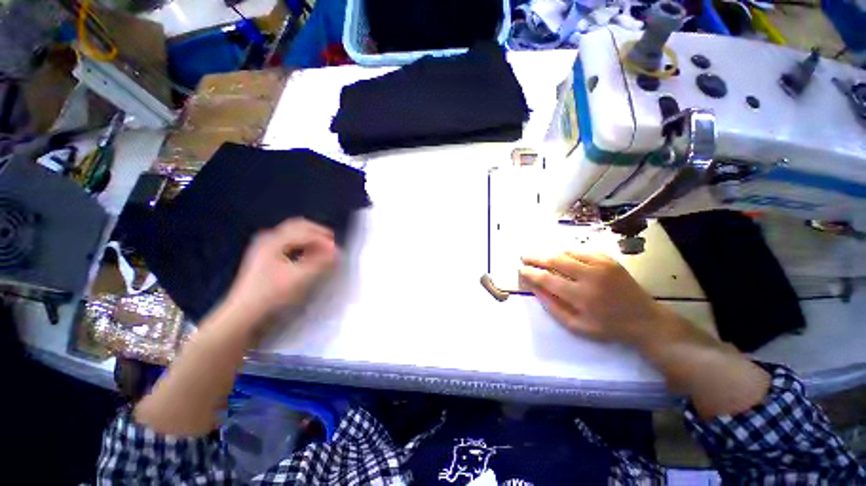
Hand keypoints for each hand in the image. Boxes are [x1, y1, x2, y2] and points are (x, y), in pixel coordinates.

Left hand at [225, 218, 338, 323]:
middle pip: (298, 226)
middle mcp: (268, 239)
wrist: (244, 315)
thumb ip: (321, 262)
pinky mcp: (266, 257)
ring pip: (294, 234)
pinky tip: (310, 256)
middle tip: (333, 243)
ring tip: (325, 250)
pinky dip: (304, 246)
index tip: (338, 251)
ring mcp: (265, 247)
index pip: (305, 232)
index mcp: (273, 241)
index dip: (324, 239)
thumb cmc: (271, 295)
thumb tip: (337, 251)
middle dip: (318, 233)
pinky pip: (290, 243)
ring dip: (312, 239)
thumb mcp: (299, 278)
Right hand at [519, 252, 671, 345]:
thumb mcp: (576, 326)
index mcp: (581, 296)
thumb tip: (534, 289)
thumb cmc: (607, 327)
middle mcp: (589, 276)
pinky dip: (567, 252)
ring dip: (550, 254)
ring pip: (566, 253)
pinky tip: (561, 256)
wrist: (644, 319)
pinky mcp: (608, 259)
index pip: (547, 279)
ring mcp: (600, 264)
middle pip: (554, 260)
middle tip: (524, 256)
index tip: (520, 270)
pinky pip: (580, 250)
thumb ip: (552, 307)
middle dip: (536, 258)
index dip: (530, 273)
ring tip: (540, 257)